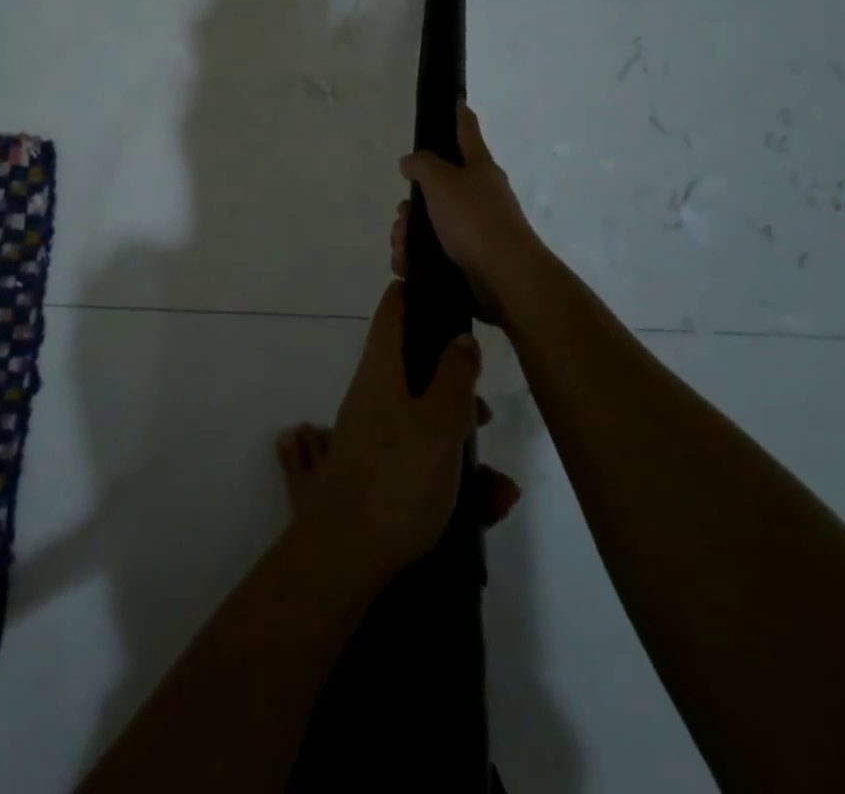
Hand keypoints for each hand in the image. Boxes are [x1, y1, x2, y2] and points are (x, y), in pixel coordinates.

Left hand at [301, 283, 513, 577]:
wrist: (346, 556)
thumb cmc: (398, 478)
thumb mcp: (440, 422)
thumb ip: (454, 375)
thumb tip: (460, 337)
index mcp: (381, 369)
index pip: (393, 310)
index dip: (416, 293)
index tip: (446, 289)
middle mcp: (372, 393)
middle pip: (416, 367)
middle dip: (455, 385)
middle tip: (486, 412)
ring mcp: (372, 433)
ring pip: (425, 418)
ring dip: (462, 442)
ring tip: (498, 487)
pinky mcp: (378, 470)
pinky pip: (422, 457)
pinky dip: (452, 474)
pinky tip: (487, 507)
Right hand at [397, 105, 547, 311]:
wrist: (504, 277)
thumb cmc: (474, 219)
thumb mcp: (442, 181)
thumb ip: (422, 165)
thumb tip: (410, 162)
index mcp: (478, 167)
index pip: (466, 130)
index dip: (458, 114)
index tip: (454, 100)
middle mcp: (478, 194)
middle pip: (437, 186)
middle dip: (412, 203)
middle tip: (403, 215)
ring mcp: (475, 228)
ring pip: (429, 222)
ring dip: (408, 233)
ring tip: (402, 248)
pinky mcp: (468, 259)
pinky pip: (432, 251)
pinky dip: (415, 257)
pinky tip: (407, 265)